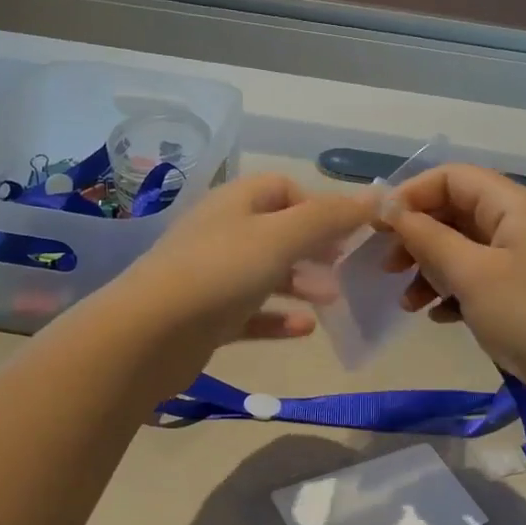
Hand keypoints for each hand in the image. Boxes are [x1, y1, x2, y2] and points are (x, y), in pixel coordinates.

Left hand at [110, 172, 373, 367]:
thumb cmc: (219, 273)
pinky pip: (251, 313)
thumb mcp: (281, 237)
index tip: (347, 232)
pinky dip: (278, 318)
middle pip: (277, 231)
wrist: (148, 335)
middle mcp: (222, 233)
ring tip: (333, 301)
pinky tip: (305, 329)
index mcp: (236, 203)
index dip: (318, 205)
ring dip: (302, 284)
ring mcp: (212, 277)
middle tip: (346, 267)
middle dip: (315, 248)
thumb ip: (330, 217)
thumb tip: (377, 196)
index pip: (283, 188)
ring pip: (266, 274)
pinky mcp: (207, 317)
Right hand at [384, 164, 525, 421]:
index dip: (411, 195)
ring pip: (462, 250)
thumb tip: (389, 207)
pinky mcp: (522, 294)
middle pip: (455, 212)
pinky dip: (452, 293)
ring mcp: (522, 261)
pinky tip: (438, 317)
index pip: (452, 178)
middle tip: (387, 268)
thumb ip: (427, 237)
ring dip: (430, 270)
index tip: (377, 227)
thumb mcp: (472, 273)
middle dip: (417, 237)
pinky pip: (477, 280)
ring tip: (407, 304)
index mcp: (513, 205)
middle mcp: (519, 224)